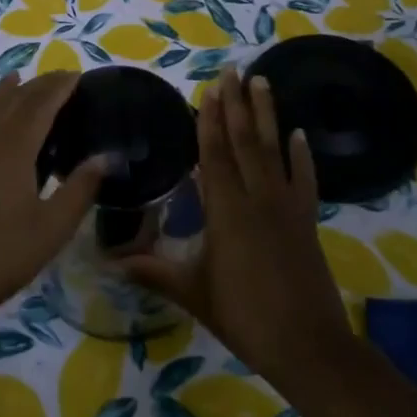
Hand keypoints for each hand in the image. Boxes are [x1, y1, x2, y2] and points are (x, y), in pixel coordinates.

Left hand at [0, 71, 106, 332]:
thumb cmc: (2, 256)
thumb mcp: (52, 228)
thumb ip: (80, 189)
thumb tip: (107, 156)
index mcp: (14, 149)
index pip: (40, 105)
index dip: (59, 88)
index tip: (77, 75)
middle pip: (13, 100)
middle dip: (37, 85)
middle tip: (58, 78)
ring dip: (3, 91)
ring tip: (18, 79)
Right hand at [125, 67, 352, 390]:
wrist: (309, 347)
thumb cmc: (244, 317)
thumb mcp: (193, 293)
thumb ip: (152, 272)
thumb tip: (107, 263)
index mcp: (227, 212)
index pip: (215, 155)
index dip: (210, 120)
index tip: (209, 88)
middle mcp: (257, 199)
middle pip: (245, 141)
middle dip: (237, 103)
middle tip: (233, 69)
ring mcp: (286, 208)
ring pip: (274, 150)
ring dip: (267, 114)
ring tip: (263, 81)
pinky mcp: (306, 221)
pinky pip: (303, 180)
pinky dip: (301, 156)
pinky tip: (298, 134)